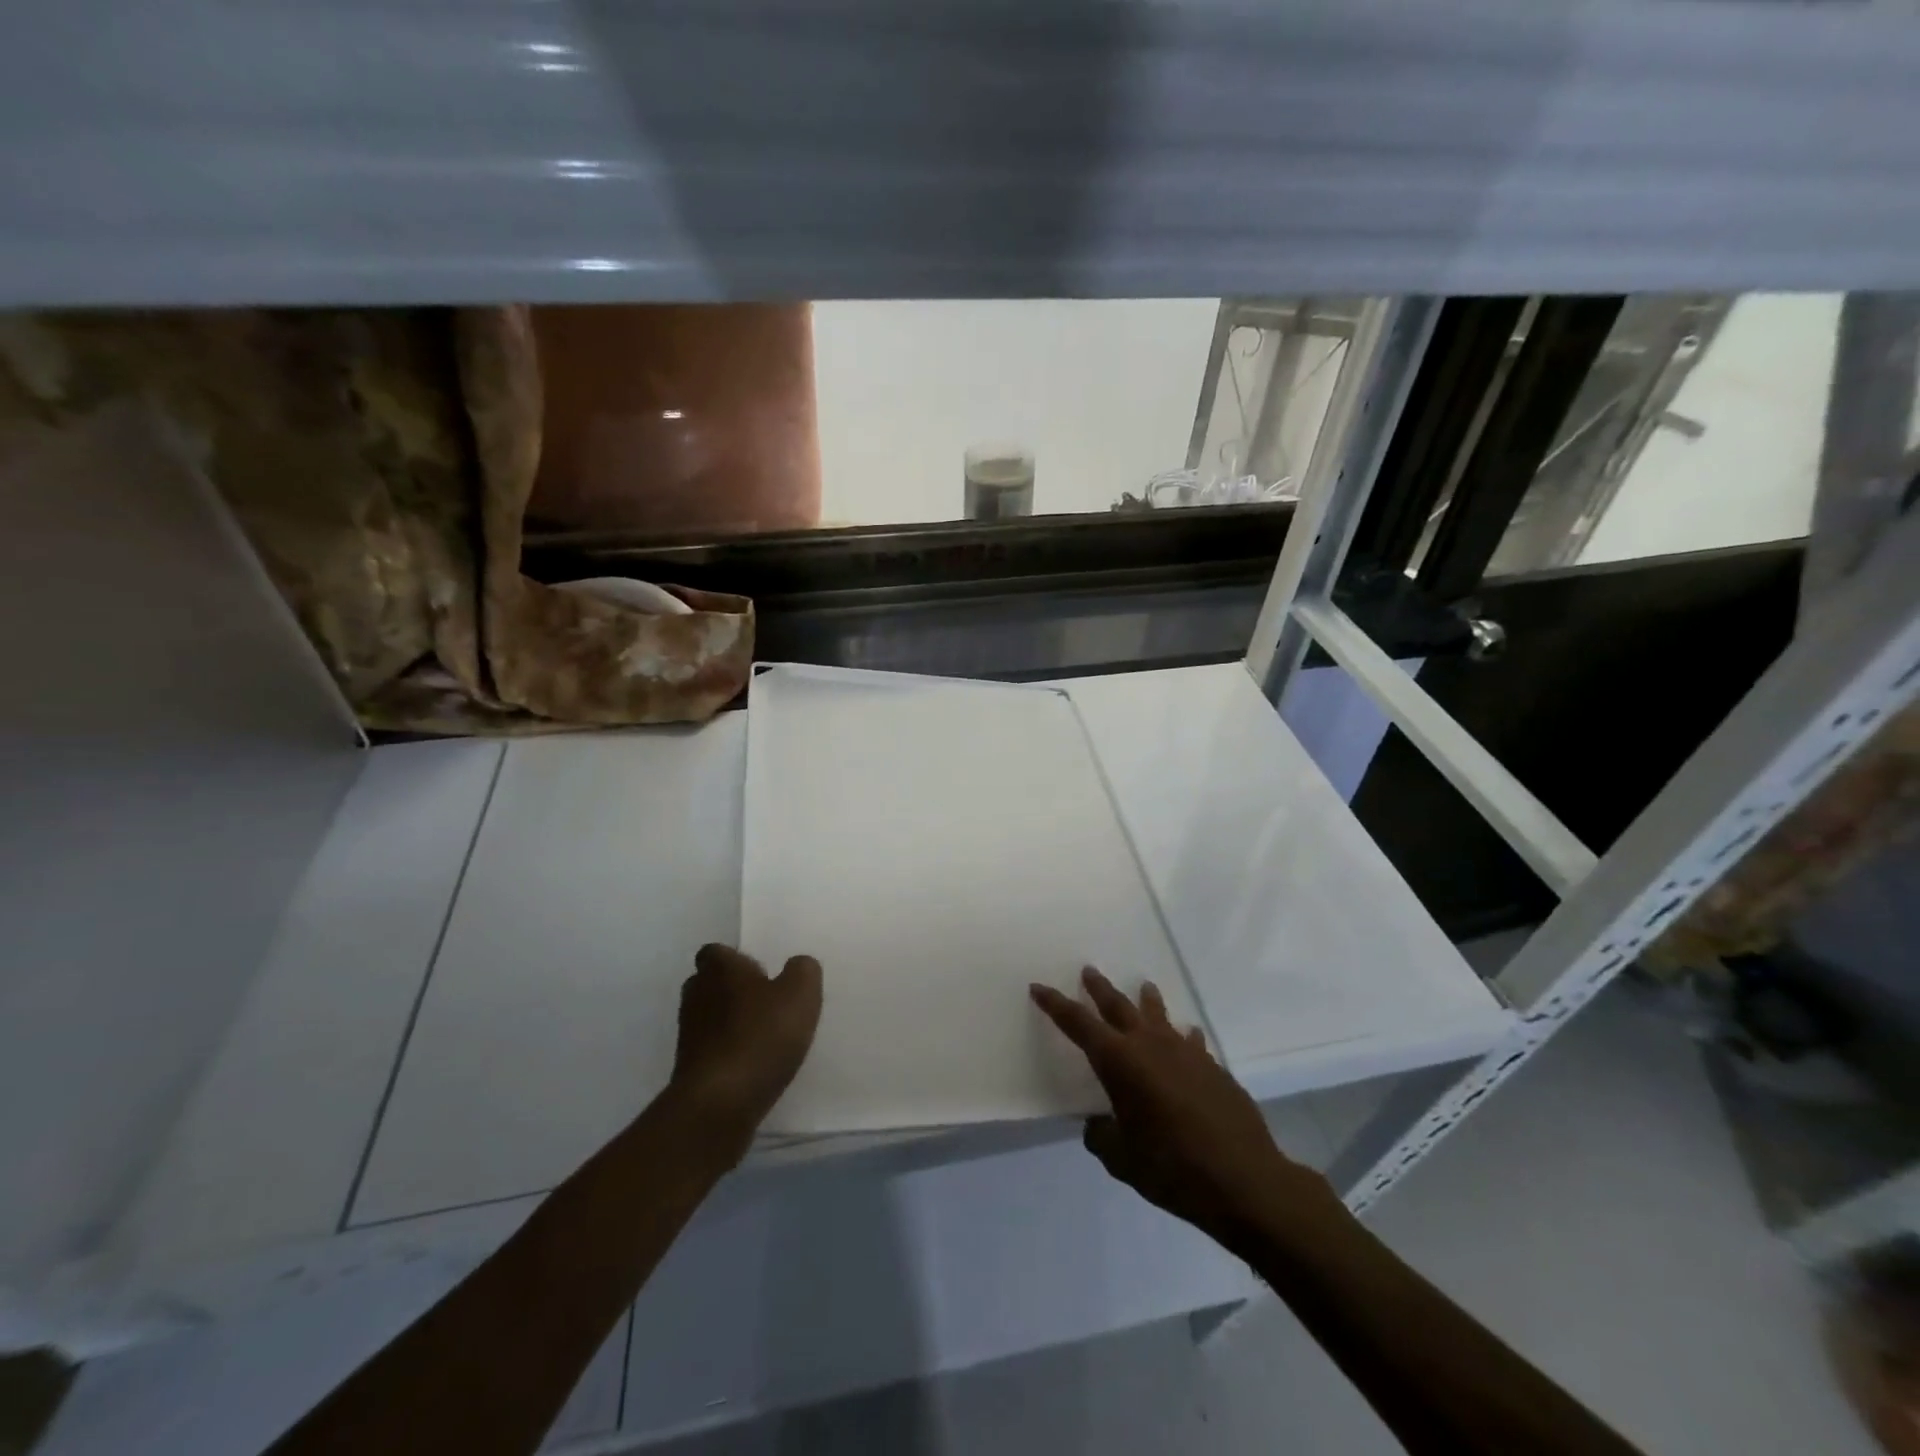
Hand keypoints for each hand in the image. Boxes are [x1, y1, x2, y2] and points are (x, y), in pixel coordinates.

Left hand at [669, 944, 822, 1147]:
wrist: (720, 1103)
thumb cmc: (761, 1036)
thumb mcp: (801, 993)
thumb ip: (803, 970)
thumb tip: (797, 965)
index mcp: (719, 969)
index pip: (716, 952)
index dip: (736, 959)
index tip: (760, 972)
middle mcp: (696, 995)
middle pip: (709, 983)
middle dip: (732, 989)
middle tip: (764, 1001)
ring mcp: (688, 1034)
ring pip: (708, 1017)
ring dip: (729, 1023)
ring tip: (763, 1035)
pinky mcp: (689, 1069)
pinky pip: (710, 1050)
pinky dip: (727, 1052)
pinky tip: (752, 1064)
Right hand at [1031, 967, 1336, 1240]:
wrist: (1244, 1179)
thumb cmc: (1173, 1168)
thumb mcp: (1122, 1160)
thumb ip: (1102, 1136)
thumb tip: (1099, 1124)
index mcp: (1120, 1062)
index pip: (1079, 1024)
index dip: (1056, 1004)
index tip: (1038, 987)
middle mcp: (1150, 1045)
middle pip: (1118, 1006)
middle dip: (1099, 989)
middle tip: (1088, 970)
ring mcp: (1186, 1052)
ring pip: (1159, 1015)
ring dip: (1147, 1000)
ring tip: (1144, 986)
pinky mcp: (1213, 1067)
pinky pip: (1191, 1041)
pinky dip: (1182, 1036)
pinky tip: (1188, 1037)